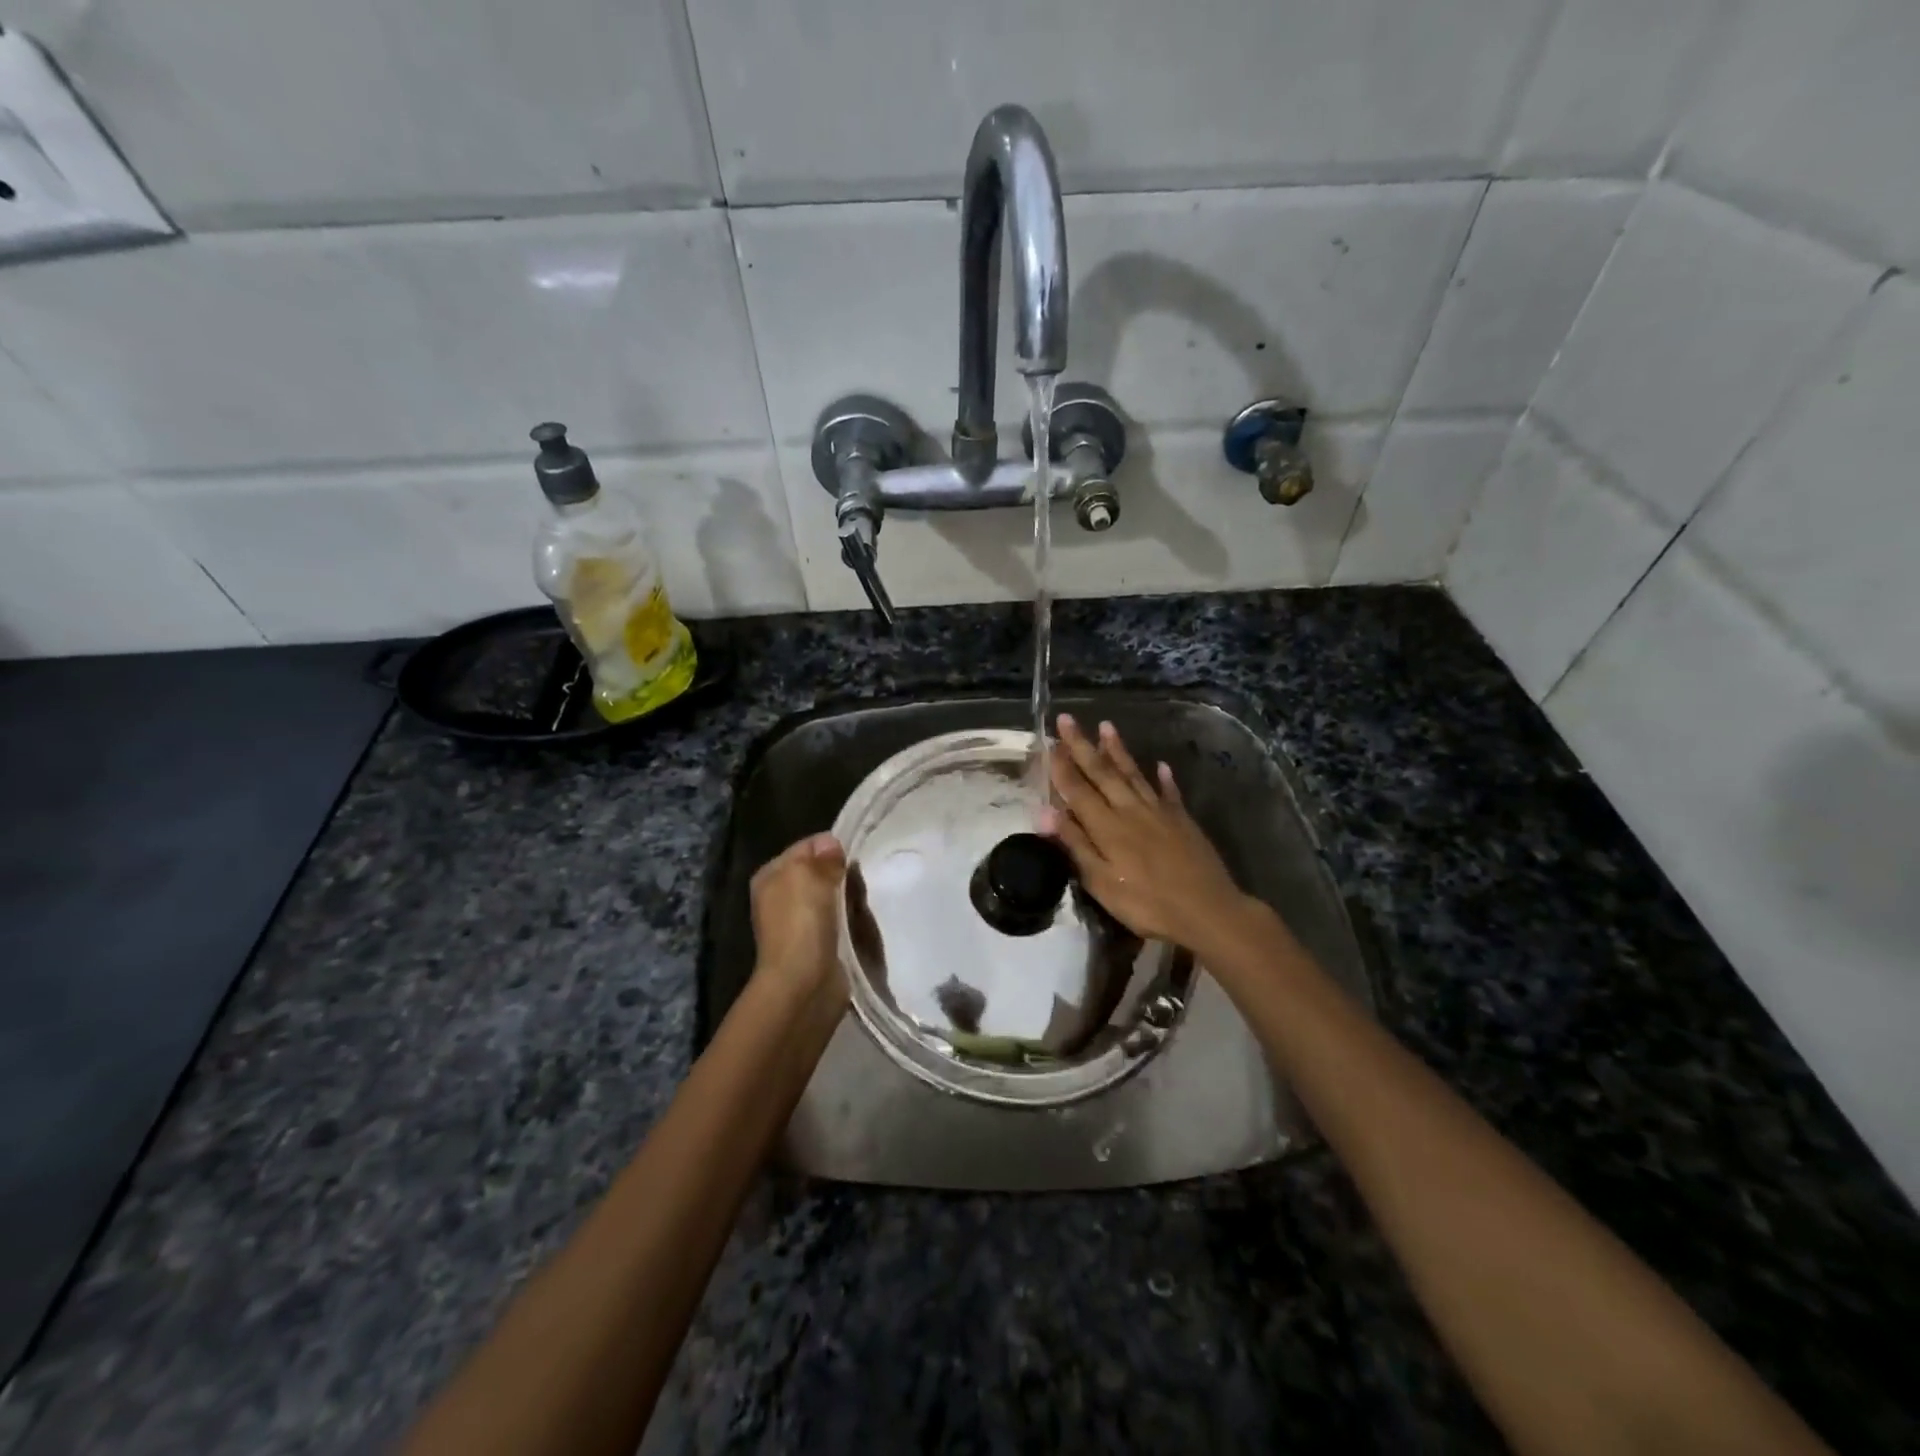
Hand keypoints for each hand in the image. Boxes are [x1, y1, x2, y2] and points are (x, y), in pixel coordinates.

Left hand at [749, 832, 848, 1010]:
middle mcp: (780, 897)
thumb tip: (831, 844)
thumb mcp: (809, 875)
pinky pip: (839, 921)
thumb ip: (822, 856)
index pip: (806, 847)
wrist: (803, 983)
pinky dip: (850, 920)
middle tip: (863, 877)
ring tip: (866, 898)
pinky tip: (863, 920)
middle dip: (842, 873)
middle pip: (819, 873)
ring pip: (831, 897)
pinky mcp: (816, 945)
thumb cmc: (801, 922)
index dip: (830, 847)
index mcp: (770, 875)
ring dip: (848, 898)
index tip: (855, 854)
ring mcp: (798, 923)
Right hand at [1038, 715, 1254, 952]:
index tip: (1050, 740)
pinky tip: (1161, 765)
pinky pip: (1169, 792)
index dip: (1062, 765)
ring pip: (1133, 774)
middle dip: (1082, 745)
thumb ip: (1075, 844)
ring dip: (1117, 750)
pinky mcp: (1182, 820)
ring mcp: (1159, 812)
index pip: (1077, 789)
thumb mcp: (1101, 882)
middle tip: (1067, 719)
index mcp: (1106, 826)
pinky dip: (1163, 778)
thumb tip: (1044, 811)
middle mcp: (1130, 810)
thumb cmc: (1147, 903)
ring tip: (1106, 726)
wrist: (1207, 910)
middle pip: (1102, 772)